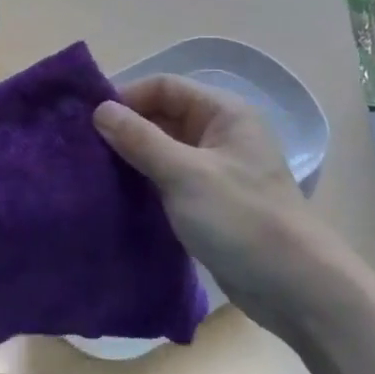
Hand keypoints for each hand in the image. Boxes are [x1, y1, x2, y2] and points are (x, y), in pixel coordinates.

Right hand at [94, 75, 352, 333]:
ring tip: (89, 171)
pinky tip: (114, 195)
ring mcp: (215, 169)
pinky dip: (144, 182)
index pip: (164, 86)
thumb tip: (100, 110)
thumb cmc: (242, 219)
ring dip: (131, 157)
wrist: (294, 287)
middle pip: (163, 116)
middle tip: (80, 147)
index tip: (87, 120)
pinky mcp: (209, 202)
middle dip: (125, 128)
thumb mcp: (186, 174)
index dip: (126, 97)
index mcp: (223, 113)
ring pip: (163, 150)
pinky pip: (169, 180)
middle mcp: (220, 134)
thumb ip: (141, 139)